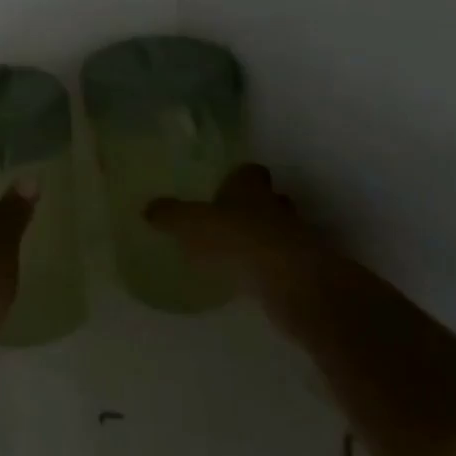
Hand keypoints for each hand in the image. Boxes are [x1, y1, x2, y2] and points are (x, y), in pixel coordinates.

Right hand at [145, 164, 333, 320]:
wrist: (293, 284)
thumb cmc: (237, 240)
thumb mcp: (190, 225)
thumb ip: (170, 215)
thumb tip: (148, 208)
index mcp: (249, 188)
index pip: (249, 172)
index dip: (240, 176)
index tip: (228, 183)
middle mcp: (277, 207)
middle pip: (270, 199)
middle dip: (256, 207)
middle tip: (233, 218)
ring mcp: (297, 240)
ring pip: (281, 231)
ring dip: (266, 239)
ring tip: (240, 252)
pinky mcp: (307, 273)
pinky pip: (286, 264)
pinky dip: (272, 269)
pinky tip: (253, 280)